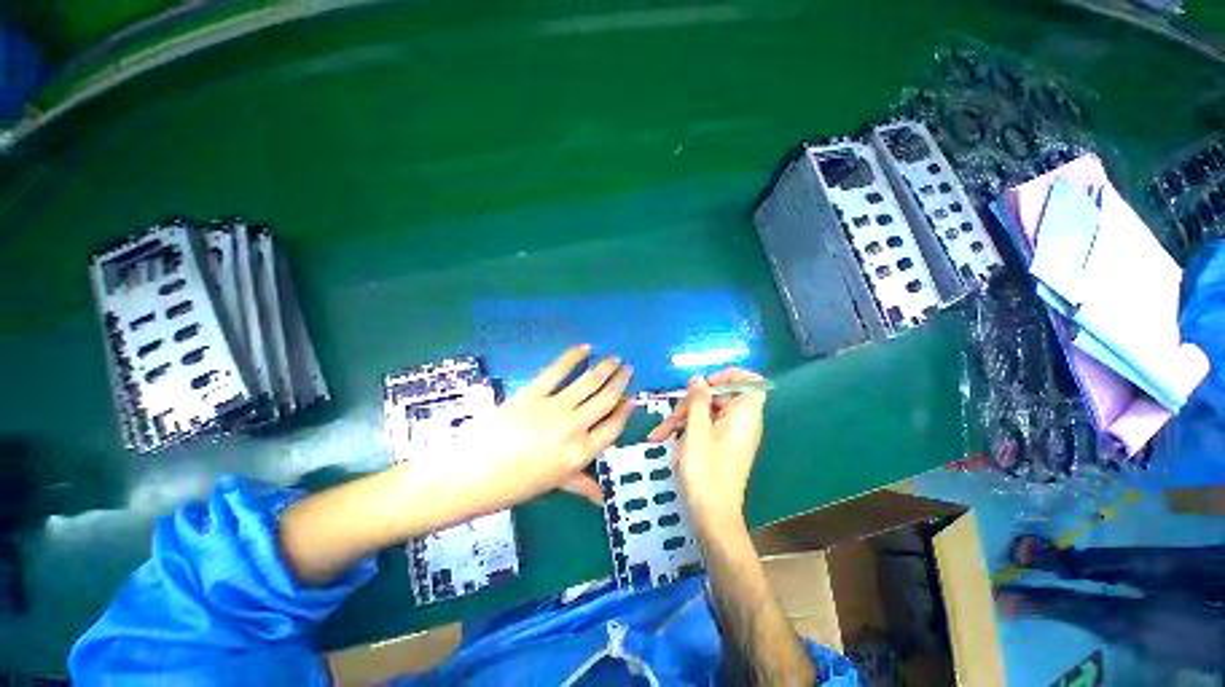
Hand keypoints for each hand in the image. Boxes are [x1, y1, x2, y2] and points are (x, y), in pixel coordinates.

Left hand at [454, 345, 633, 509]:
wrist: (473, 473)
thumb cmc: (516, 484)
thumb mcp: (554, 485)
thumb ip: (582, 486)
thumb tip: (602, 499)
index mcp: (581, 453)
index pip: (614, 427)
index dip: (626, 410)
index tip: (632, 397)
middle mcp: (575, 427)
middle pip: (606, 399)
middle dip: (621, 382)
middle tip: (628, 369)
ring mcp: (555, 407)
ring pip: (589, 382)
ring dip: (605, 367)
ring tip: (615, 358)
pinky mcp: (534, 392)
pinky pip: (558, 370)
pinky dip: (573, 356)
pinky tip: (585, 348)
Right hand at [648, 368, 765, 527]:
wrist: (712, 516)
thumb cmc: (706, 471)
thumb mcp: (697, 431)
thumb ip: (698, 400)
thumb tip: (698, 378)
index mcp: (745, 414)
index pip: (751, 381)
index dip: (730, 375)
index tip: (707, 382)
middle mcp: (742, 421)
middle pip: (720, 397)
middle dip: (692, 402)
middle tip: (672, 415)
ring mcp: (730, 434)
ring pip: (707, 412)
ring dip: (682, 418)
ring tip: (659, 433)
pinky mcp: (720, 445)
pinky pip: (705, 427)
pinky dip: (686, 430)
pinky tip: (664, 439)